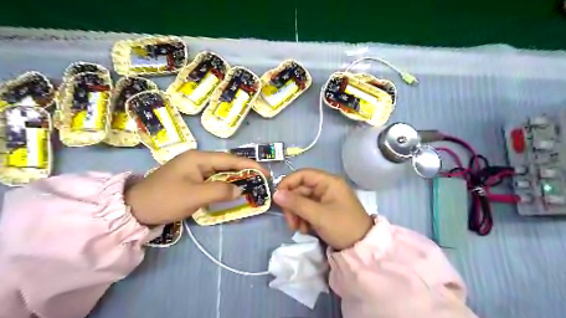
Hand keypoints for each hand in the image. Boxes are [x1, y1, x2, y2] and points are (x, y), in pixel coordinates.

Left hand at [125, 150, 268, 224]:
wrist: (135, 209)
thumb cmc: (165, 199)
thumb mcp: (195, 196)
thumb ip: (220, 191)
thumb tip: (240, 190)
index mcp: (199, 158)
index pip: (230, 159)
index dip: (250, 165)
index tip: (266, 173)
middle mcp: (198, 160)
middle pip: (227, 164)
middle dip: (245, 172)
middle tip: (261, 181)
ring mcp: (194, 169)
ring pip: (221, 172)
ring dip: (236, 179)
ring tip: (251, 186)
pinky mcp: (192, 179)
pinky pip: (213, 180)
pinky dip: (225, 186)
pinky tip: (232, 192)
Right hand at [273, 169, 374, 250]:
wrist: (362, 247)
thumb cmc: (342, 226)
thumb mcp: (318, 215)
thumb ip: (296, 203)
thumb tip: (275, 194)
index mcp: (328, 182)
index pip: (303, 175)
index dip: (288, 183)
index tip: (277, 197)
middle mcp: (326, 187)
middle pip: (300, 189)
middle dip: (292, 206)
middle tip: (290, 222)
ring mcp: (325, 199)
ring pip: (302, 201)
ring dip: (297, 214)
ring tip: (298, 229)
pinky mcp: (324, 210)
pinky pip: (307, 209)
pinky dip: (303, 219)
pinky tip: (305, 230)